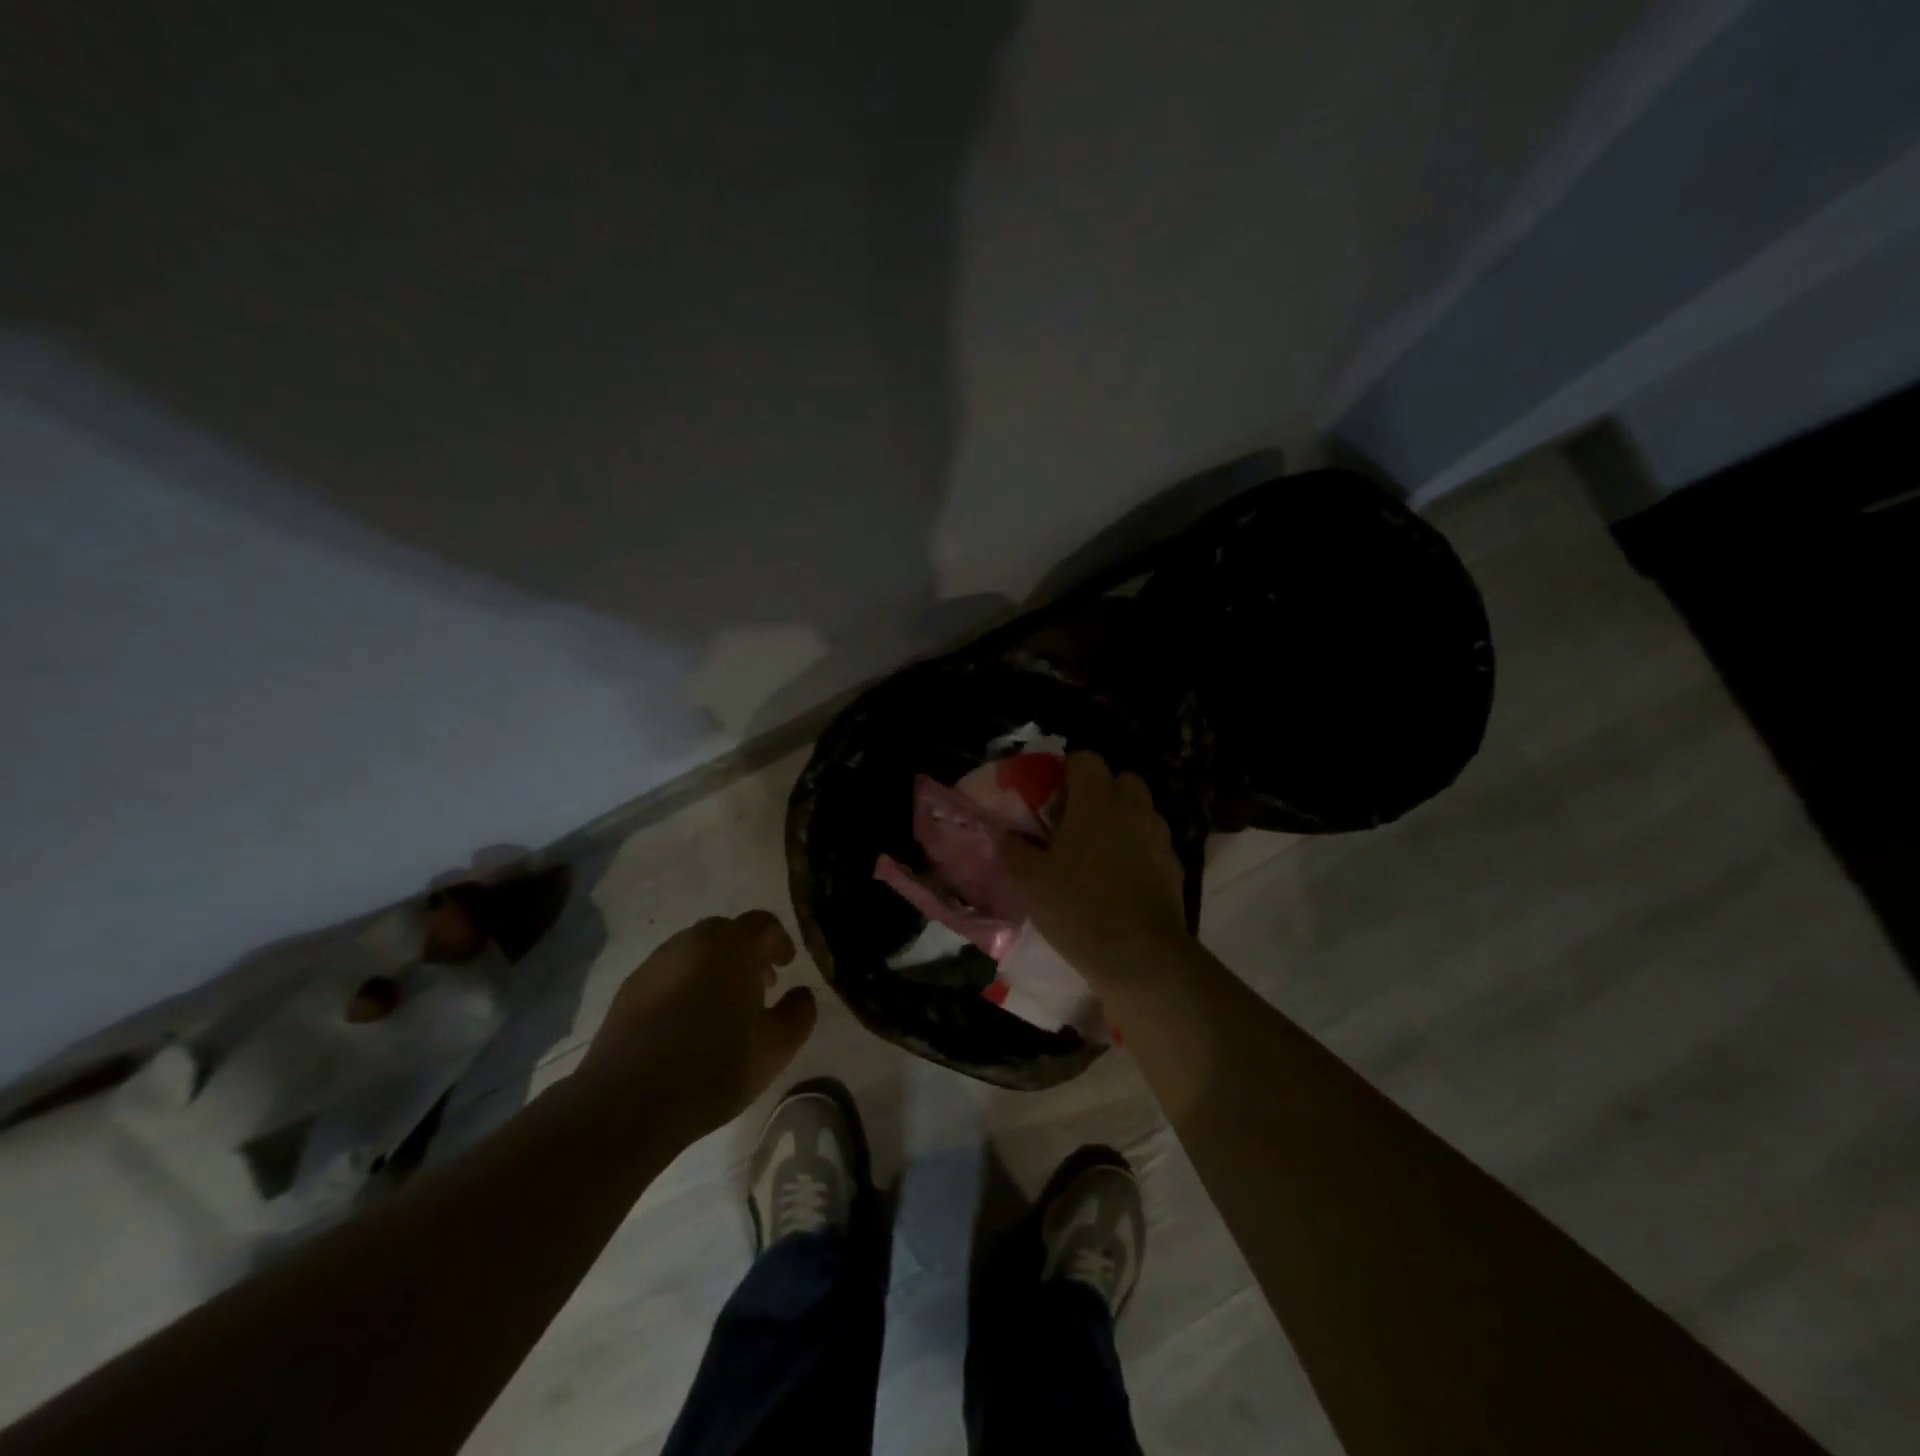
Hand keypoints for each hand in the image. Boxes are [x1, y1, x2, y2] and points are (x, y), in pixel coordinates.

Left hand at [577, 911, 816, 1140]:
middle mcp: (692, 942)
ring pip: (696, 952)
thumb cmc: (713, 1068)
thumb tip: (801, 994)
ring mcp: (656, 963)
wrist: (627, 1103)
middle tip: (759, 987)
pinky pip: (670, 973)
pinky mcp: (629, 989)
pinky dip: (686, 985)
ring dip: (715, 968)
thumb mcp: (776, 1047)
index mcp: (732, 946)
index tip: (787, 967)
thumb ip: (799, 1012)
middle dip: (747, 954)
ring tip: (723, 1009)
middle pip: (727, 933)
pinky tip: (688, 1024)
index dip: (780, 942)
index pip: (764, 924)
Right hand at [1004, 752, 1189, 985]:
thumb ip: (1014, 851)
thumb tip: (1006, 836)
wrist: (1140, 955)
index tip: (1053, 797)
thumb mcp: (1030, 881)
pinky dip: (1138, 853)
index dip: (1068, 771)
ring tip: (1098, 854)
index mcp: (1096, 801)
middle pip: (1122, 780)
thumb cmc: (1078, 906)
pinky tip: (1121, 882)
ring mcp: (1158, 838)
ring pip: (1141, 813)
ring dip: (1122, 822)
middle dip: (1102, 793)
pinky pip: (1153, 846)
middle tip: (1077, 822)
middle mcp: (1133, 810)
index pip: (1086, 760)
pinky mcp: (1174, 868)